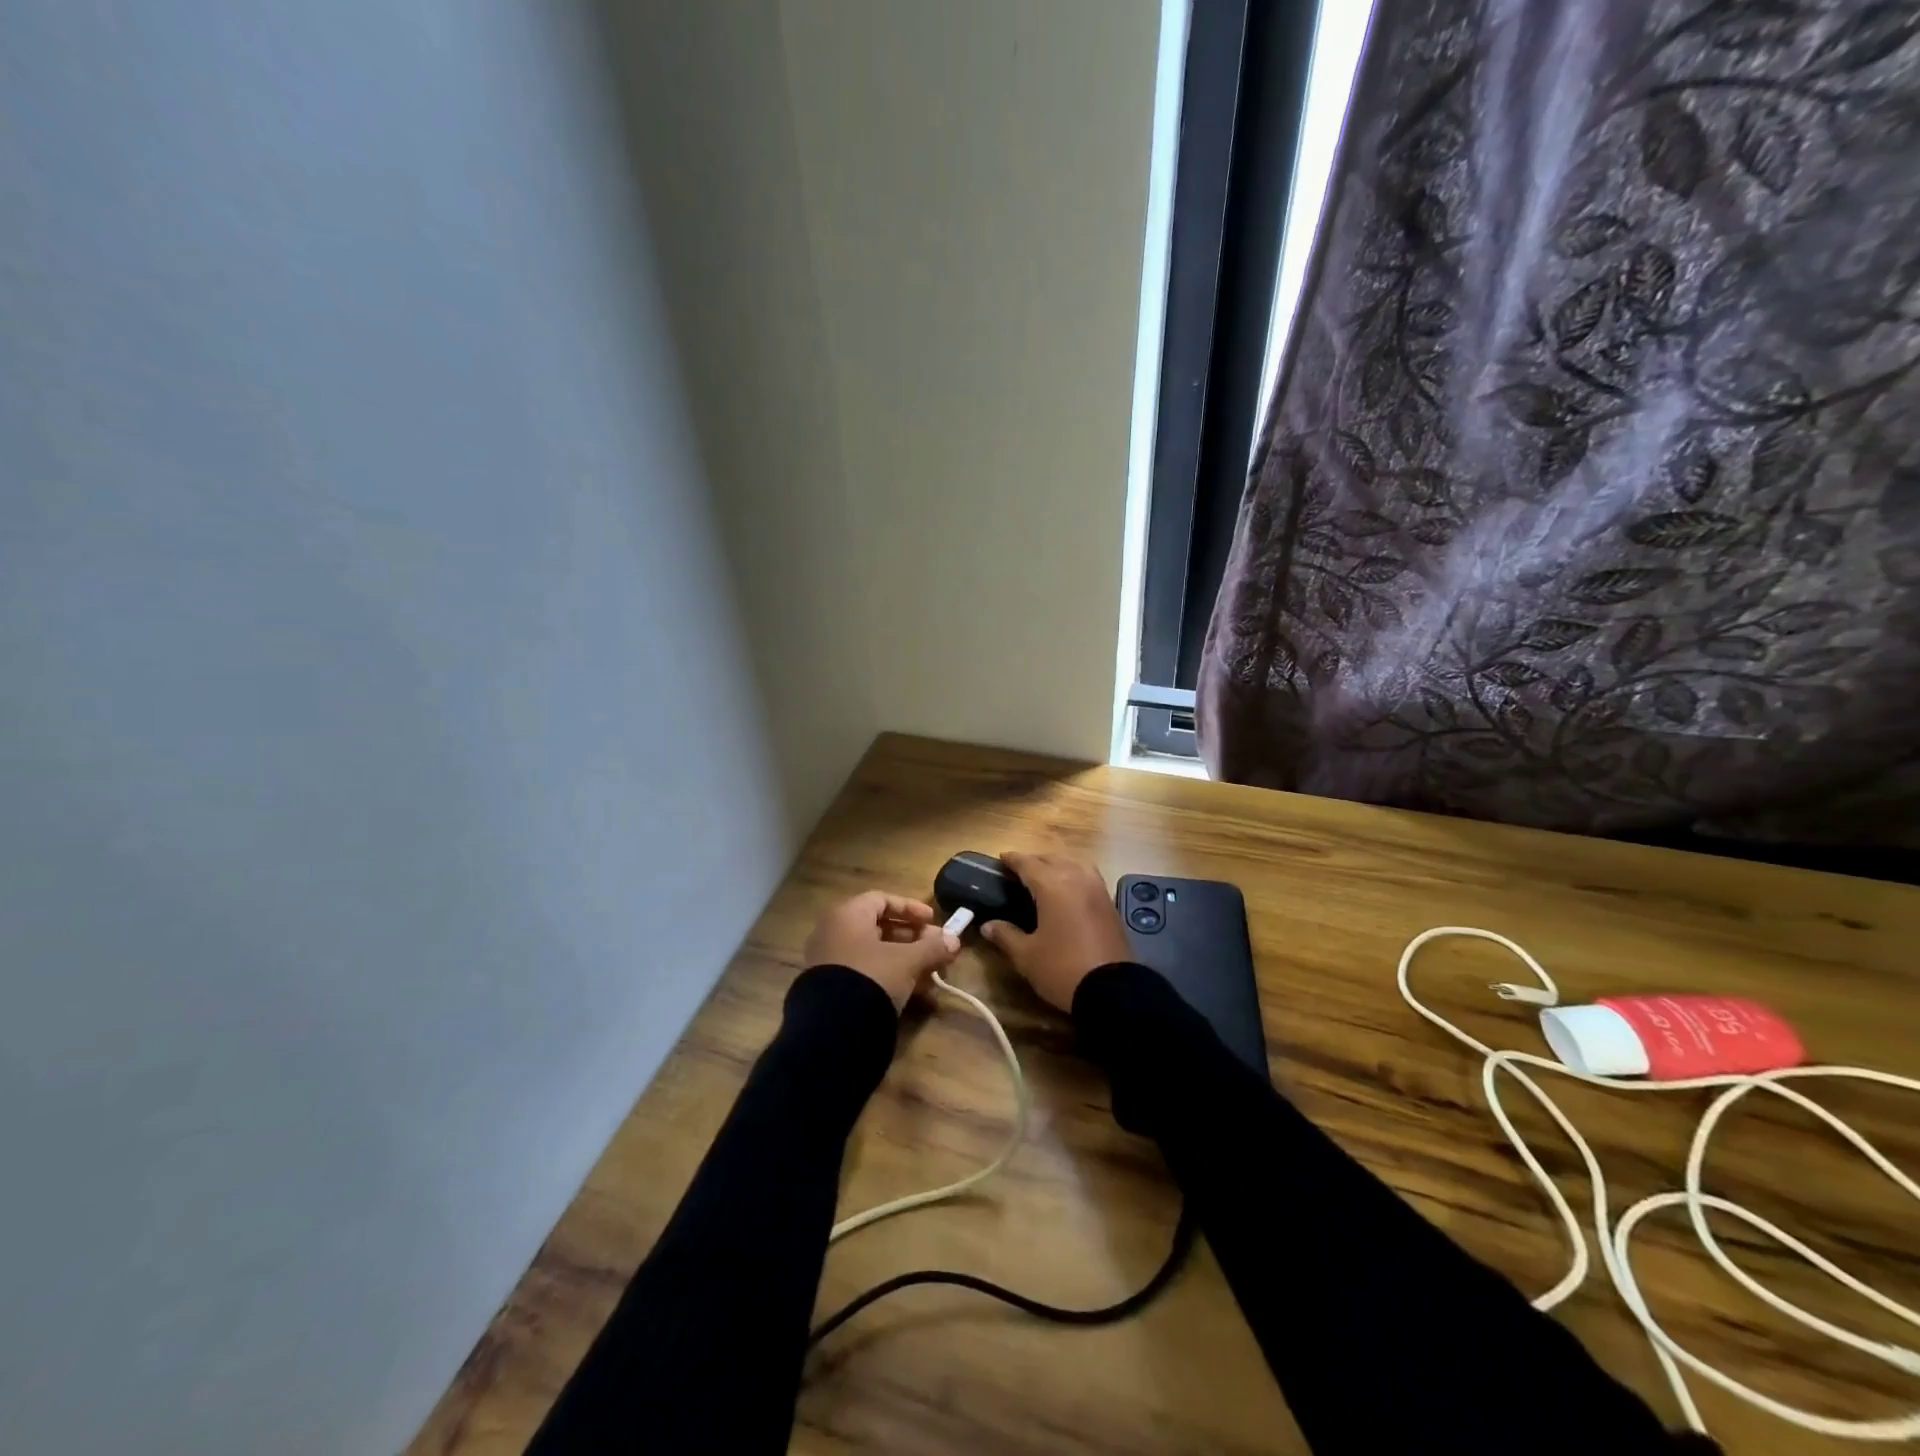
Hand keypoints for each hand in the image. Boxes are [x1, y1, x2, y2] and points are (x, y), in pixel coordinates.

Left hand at [803, 891, 959, 1010]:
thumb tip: (955, 941)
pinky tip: (914, 991)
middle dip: (914, 938)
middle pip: (880, 928)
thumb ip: (932, 948)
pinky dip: (890, 976)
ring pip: (875, 953)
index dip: (911, 908)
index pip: (882, 899)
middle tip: (938, 948)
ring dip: (906, 959)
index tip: (933, 921)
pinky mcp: (832, 988)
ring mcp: (831, 961)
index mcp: (848, 915)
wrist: (833, 1027)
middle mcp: (835, 933)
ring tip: (932, 973)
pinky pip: (866, 972)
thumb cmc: (872, 976)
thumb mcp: (907, 961)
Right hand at [980, 851, 1131, 1011]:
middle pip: (1053, 859)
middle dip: (1035, 861)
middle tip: (1019, 871)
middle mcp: (1077, 879)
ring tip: (1046, 877)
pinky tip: (1069, 891)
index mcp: (1053, 886)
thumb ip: (1005, 935)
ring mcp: (1097, 890)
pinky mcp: (1110, 904)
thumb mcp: (1026, 956)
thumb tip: (987, 926)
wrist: (1112, 991)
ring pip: (1075, 864)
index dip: (1013, 859)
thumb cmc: (1062, 969)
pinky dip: (1075, 875)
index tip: (1002, 858)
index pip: (1028, 864)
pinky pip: (1089, 877)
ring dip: (1058, 865)